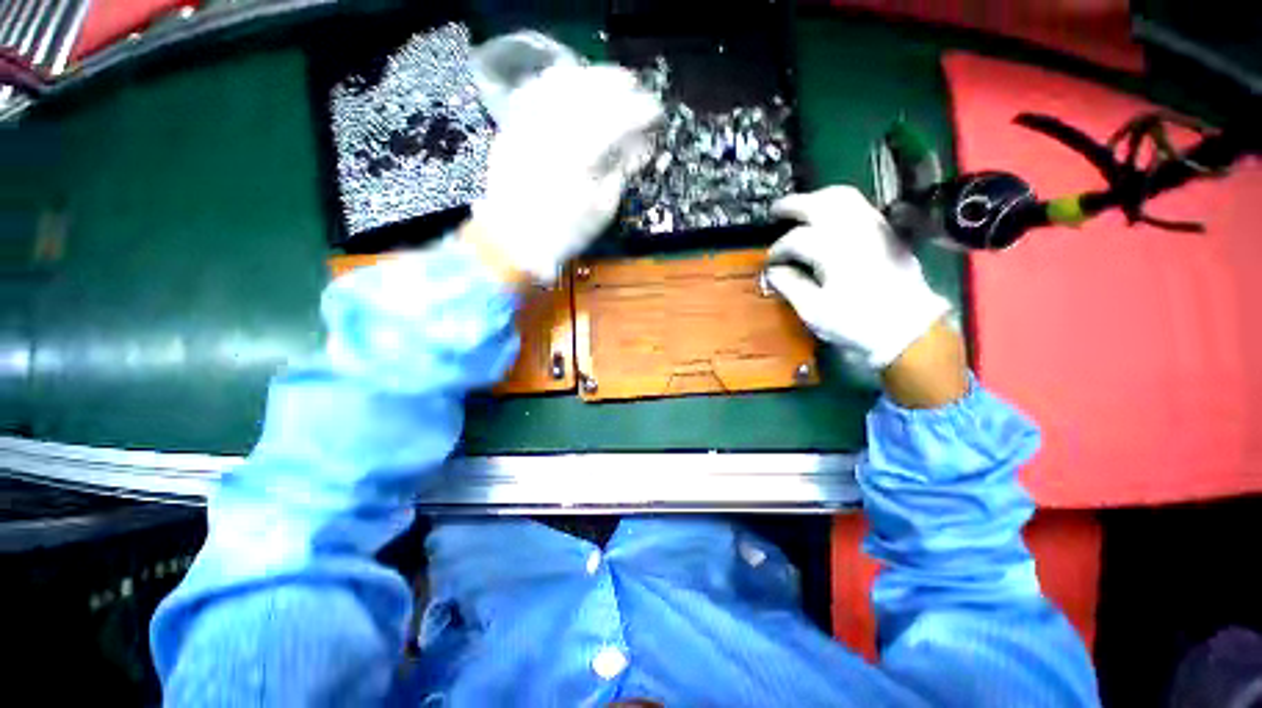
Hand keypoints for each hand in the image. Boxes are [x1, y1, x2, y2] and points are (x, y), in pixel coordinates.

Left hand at [468, 64, 661, 282]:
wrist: (515, 241)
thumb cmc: (565, 232)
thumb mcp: (602, 210)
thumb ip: (620, 172)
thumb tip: (638, 148)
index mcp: (581, 154)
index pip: (618, 118)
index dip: (641, 110)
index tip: (656, 111)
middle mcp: (554, 129)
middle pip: (590, 90)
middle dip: (617, 85)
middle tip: (635, 87)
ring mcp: (529, 124)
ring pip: (561, 83)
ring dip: (588, 77)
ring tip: (606, 81)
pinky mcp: (513, 127)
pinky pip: (535, 92)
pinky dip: (556, 83)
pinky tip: (569, 86)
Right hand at [766, 185, 951, 369]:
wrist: (908, 328)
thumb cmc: (856, 323)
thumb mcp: (815, 311)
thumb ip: (791, 286)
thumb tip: (774, 272)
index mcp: (833, 252)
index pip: (796, 239)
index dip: (778, 249)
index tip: (771, 262)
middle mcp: (854, 231)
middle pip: (820, 203)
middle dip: (794, 205)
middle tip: (776, 211)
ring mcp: (874, 227)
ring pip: (843, 197)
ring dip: (817, 198)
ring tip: (802, 208)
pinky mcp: (887, 231)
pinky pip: (860, 205)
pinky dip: (838, 204)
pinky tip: (829, 217)